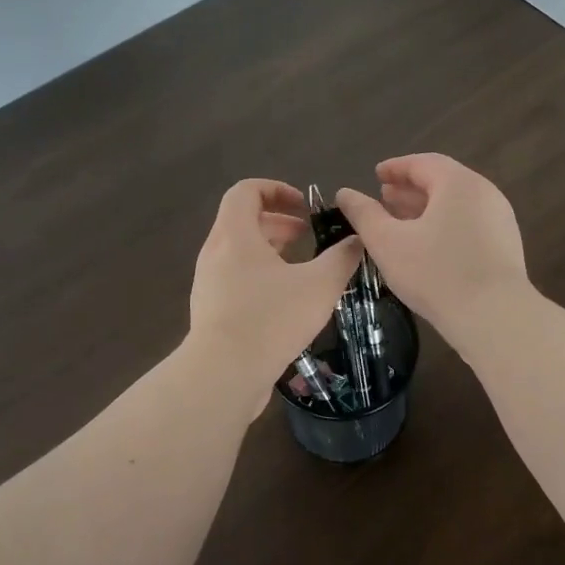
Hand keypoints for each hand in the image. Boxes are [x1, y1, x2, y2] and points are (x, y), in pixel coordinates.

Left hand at [187, 179, 362, 404]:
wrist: (223, 374)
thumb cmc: (271, 319)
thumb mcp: (319, 285)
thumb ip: (341, 258)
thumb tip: (357, 241)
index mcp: (235, 235)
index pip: (246, 191)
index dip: (276, 189)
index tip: (303, 206)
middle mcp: (215, 253)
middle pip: (242, 221)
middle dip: (278, 222)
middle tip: (307, 235)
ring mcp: (208, 283)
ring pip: (238, 252)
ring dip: (270, 250)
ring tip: (301, 268)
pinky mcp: (210, 311)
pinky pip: (234, 279)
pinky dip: (259, 276)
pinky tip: (285, 301)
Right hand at [336, 155, 529, 352]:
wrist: (494, 316)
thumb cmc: (435, 273)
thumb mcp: (388, 243)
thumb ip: (364, 214)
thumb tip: (345, 194)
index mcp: (458, 183)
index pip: (423, 163)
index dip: (395, 167)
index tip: (376, 175)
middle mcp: (484, 193)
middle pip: (442, 182)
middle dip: (410, 189)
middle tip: (384, 198)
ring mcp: (499, 220)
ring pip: (456, 206)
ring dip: (427, 209)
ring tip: (401, 223)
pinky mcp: (506, 246)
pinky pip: (469, 225)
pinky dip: (444, 226)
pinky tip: (428, 248)